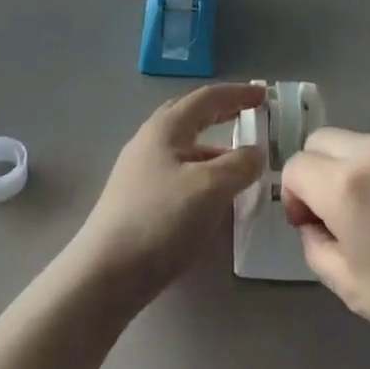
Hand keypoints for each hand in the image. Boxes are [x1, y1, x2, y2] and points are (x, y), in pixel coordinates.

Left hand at [69, 84, 265, 305]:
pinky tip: (213, 194)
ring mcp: (140, 171)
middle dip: (221, 112)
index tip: (264, 95)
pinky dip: (202, 171)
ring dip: (213, 147)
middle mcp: (149, 141)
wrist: (105, 274)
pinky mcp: (137, 199)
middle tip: (248, 115)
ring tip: (239, 162)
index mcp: (166, 128)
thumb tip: (255, 153)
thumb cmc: (161, 219)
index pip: (207, 98)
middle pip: (190, 116)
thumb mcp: (211, 188)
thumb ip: (240, 165)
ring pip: (184, 147)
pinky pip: (178, 172)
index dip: (238, 94)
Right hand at [282, 129, 369, 368]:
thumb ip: (317, 246)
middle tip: (338, 217)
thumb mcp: (352, 288)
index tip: (312, 228)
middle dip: (317, 173)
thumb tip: (314, 223)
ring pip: (357, 142)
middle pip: (322, 141)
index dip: (293, 198)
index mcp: (348, 184)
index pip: (296, 167)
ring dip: (351, 169)